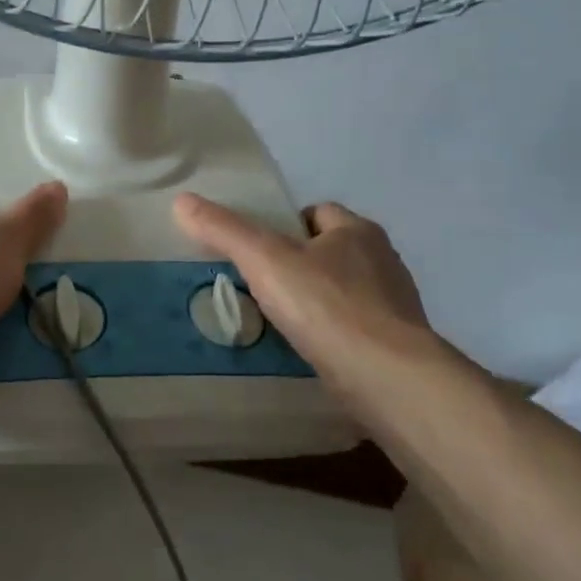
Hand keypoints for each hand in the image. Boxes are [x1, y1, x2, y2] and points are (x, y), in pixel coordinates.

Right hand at [172, 194, 445, 385]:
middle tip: (262, 286)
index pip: (318, 212)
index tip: (258, 250)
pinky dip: (334, 334)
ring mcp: (395, 305)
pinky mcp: (398, 345)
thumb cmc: (327, 307)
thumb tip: (182, 201)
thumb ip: (224, 230)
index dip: (286, 226)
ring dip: (318, 301)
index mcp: (357, 231)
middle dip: (301, 264)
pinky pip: (356, 328)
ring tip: (281, 321)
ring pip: (346, 291)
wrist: (389, 379)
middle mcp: (383, 260)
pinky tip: (310, 351)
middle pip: (332, 251)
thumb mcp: (265, 260)